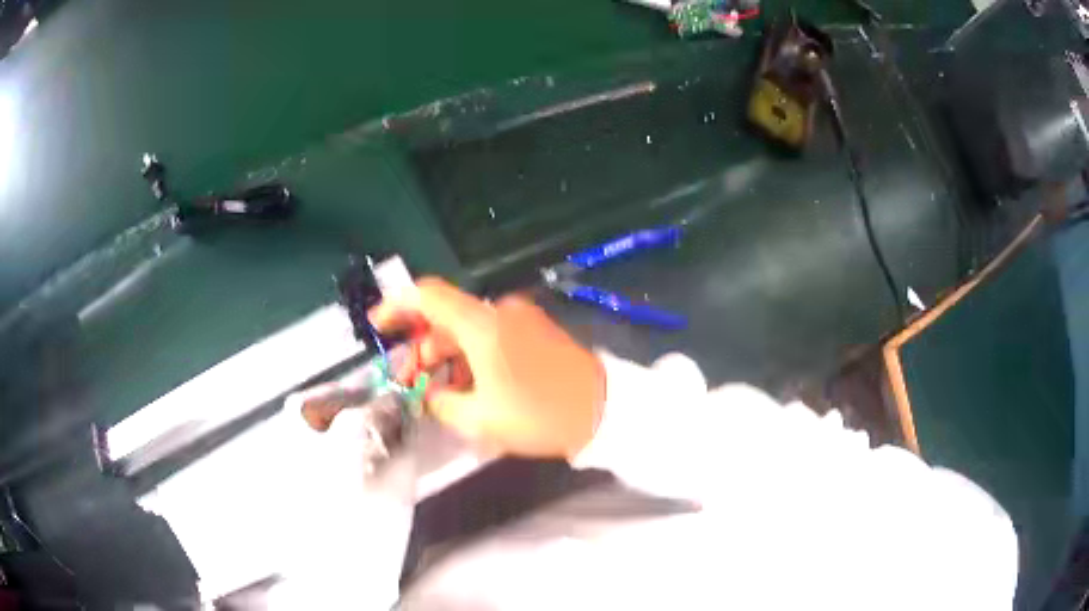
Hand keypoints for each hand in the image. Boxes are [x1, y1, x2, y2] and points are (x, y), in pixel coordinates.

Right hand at [369, 278, 605, 458]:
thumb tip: (429, 392)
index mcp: (482, 324)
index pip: (427, 295)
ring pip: (468, 328)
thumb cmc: (538, 415)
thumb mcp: (479, 419)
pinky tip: (470, 385)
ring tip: (438, 391)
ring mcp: (521, 318)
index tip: (378, 326)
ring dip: (447, 354)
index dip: (397, 305)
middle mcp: (499, 311)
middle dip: (420, 344)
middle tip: (409, 380)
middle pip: (446, 316)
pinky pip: (491, 334)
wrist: (605, 410)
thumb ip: (441, 402)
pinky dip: (472, 354)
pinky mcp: (536, 330)